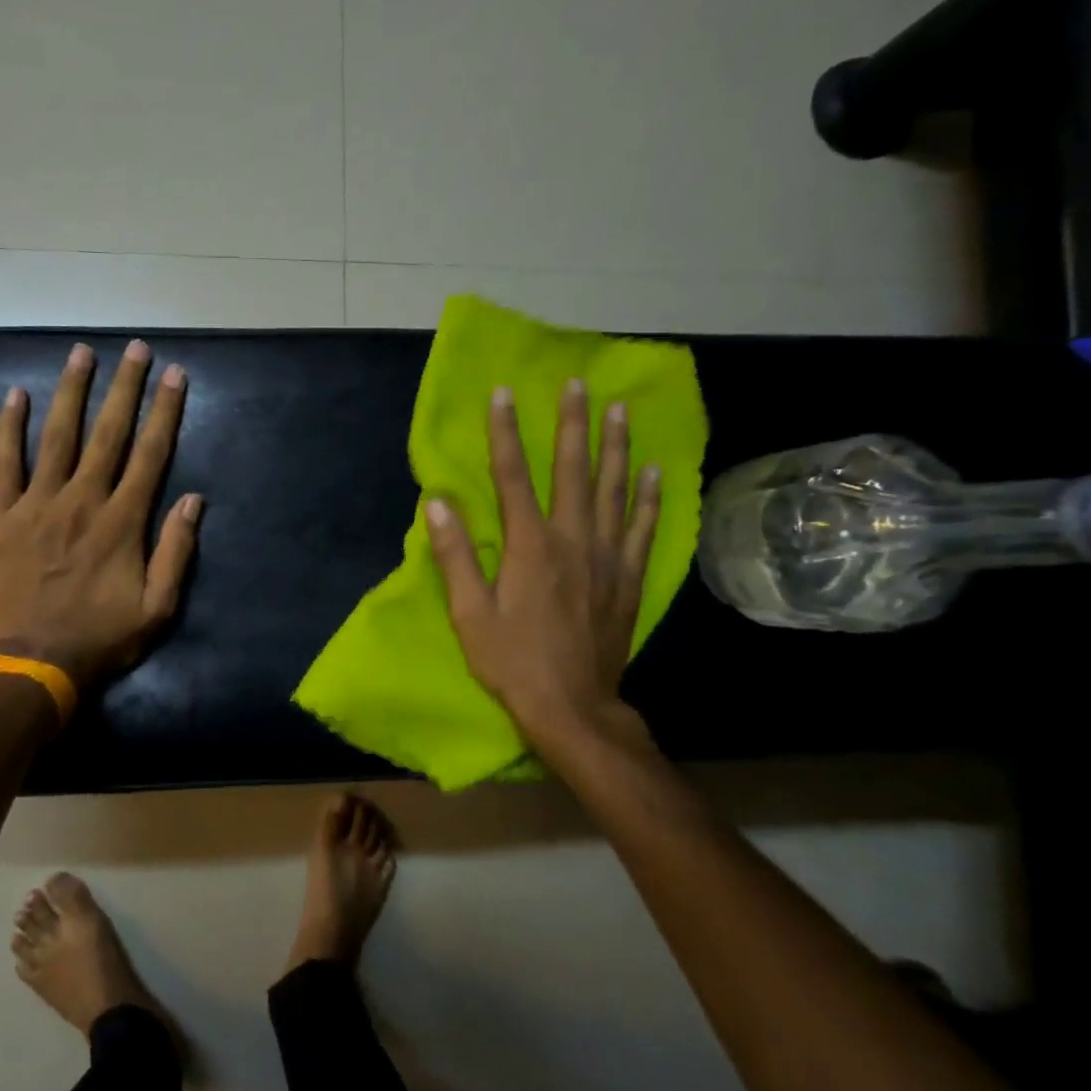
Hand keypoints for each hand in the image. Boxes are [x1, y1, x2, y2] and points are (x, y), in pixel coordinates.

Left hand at [0, 340, 201, 691]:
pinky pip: (5, 464)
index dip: (164, 411)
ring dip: (71, 392)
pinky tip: (15, 395)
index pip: (150, 454)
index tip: (174, 375)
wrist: (32, 664)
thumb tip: (193, 499)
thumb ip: (176, 551)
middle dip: (125, 387)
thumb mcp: (158, 608)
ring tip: (82, 353)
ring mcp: (38, 505)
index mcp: (122, 521)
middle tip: (136, 349)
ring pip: (57, 436)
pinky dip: (9, 428)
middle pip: (108, 433)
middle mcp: (82, 500)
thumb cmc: (101, 638)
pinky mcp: (2, 517)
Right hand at [425, 381, 660, 763]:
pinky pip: (643, 526)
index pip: (513, 475)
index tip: (504, 393)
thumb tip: (437, 502)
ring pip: (613, 488)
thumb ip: (455, 554)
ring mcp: (607, 556)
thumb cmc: (512, 660)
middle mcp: (573, 539)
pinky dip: (649, 495)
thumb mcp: (469, 612)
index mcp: (529, 545)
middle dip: (571, 423)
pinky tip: (652, 469)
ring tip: (618, 409)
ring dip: (614, 445)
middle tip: (577, 384)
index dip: (505, 432)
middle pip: (572, 469)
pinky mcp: (628, 577)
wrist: (572, 706)